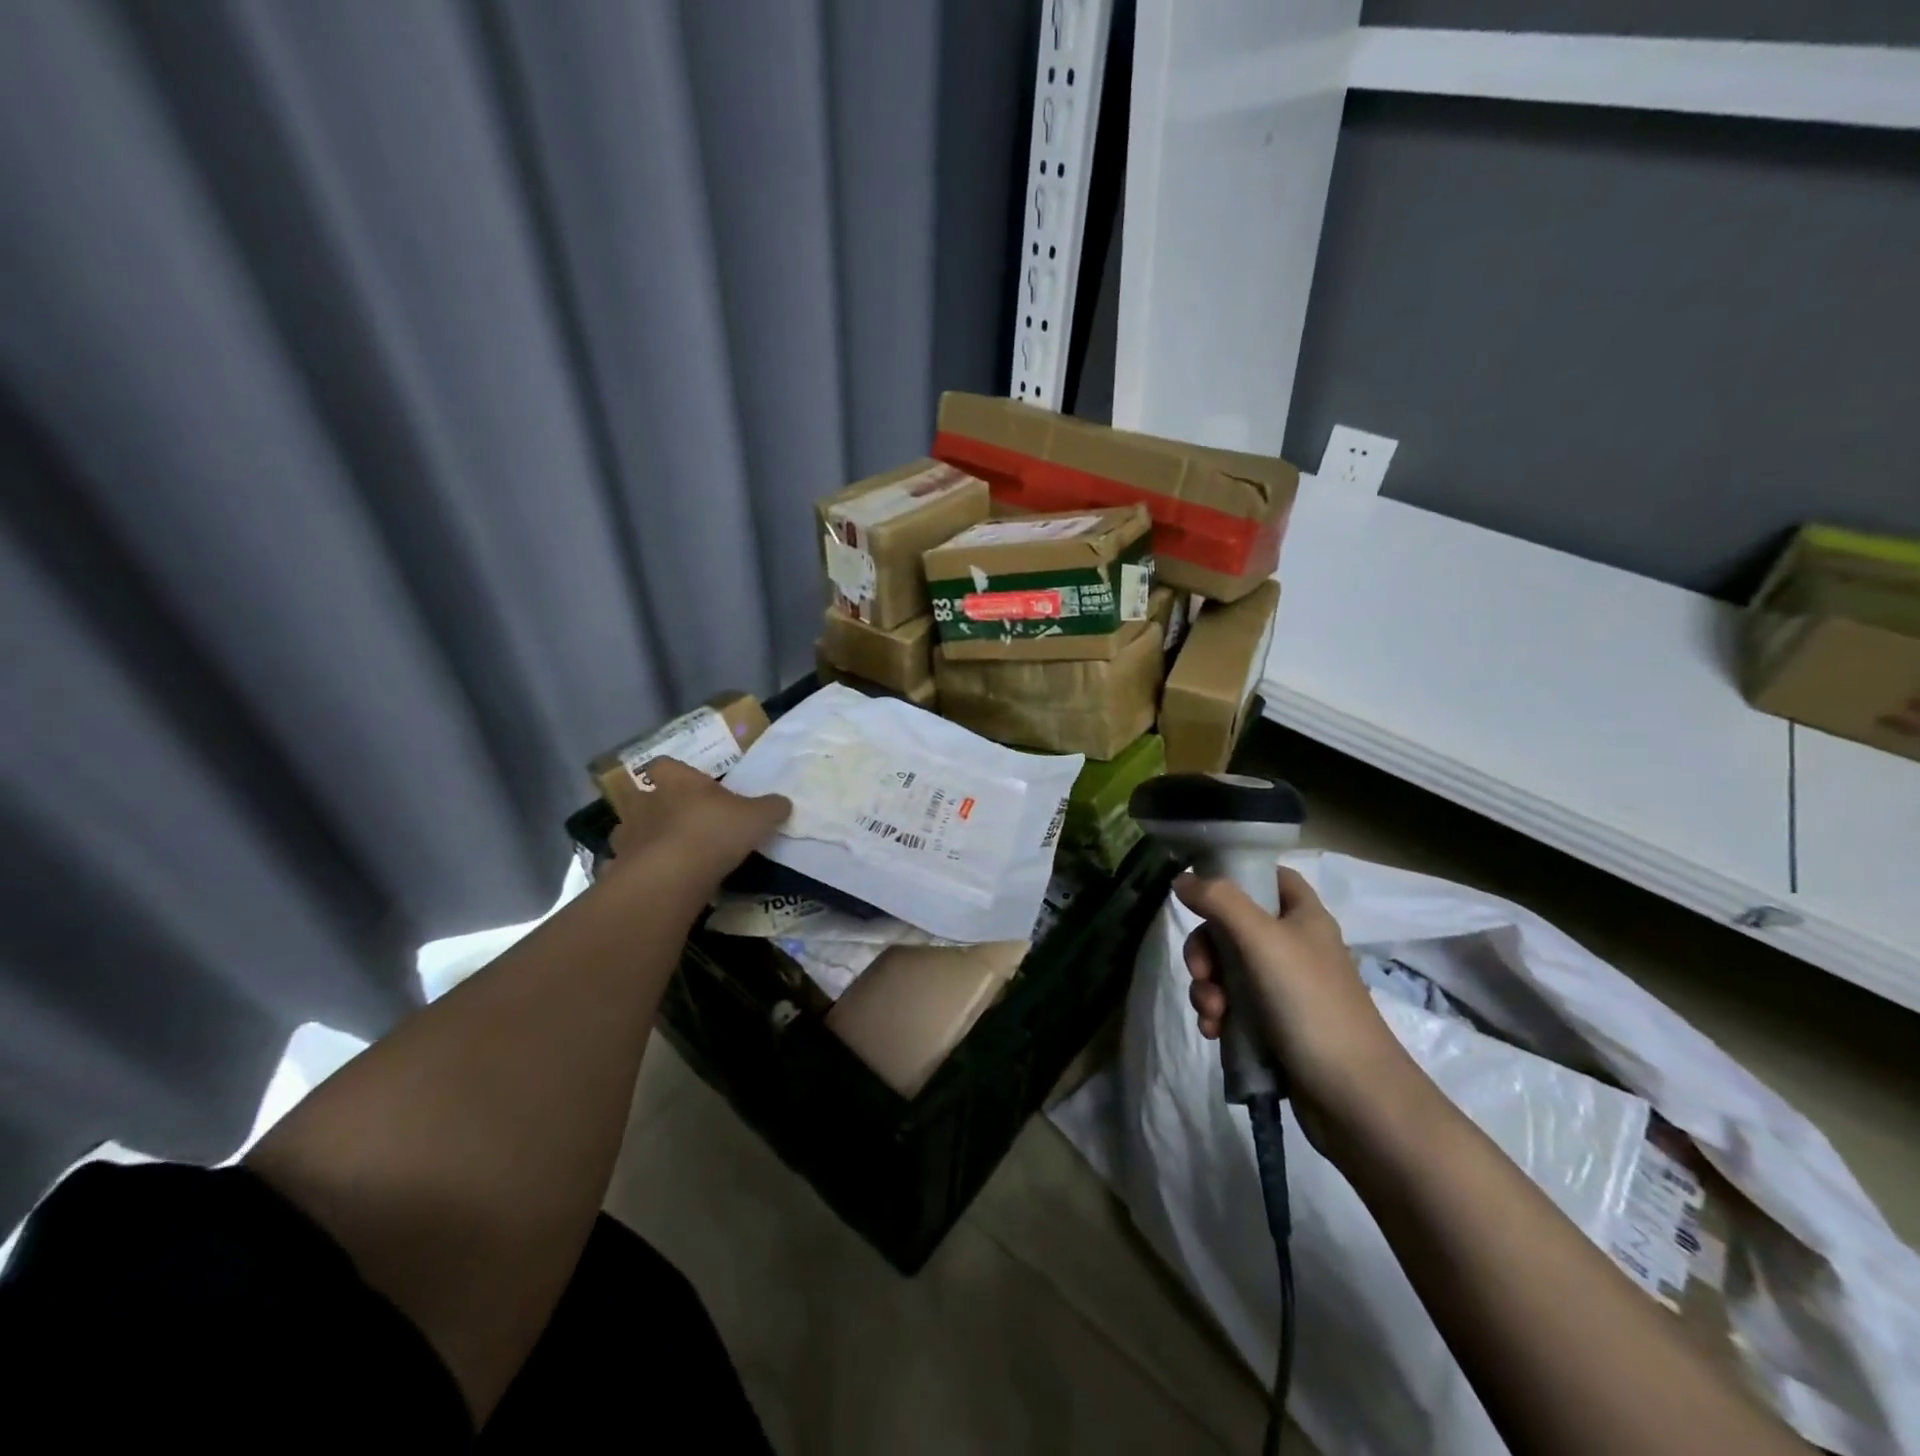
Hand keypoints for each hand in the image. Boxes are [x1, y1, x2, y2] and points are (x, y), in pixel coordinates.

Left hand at [603, 756, 790, 893]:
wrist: (671, 876)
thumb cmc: (715, 832)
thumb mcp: (757, 817)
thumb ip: (770, 808)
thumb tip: (783, 803)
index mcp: (677, 781)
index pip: (665, 764)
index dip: (675, 773)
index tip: (688, 785)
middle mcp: (646, 802)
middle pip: (640, 796)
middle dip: (654, 807)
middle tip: (677, 821)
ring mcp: (627, 835)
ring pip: (629, 830)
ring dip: (642, 838)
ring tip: (665, 854)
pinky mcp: (619, 868)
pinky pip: (624, 865)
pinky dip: (635, 871)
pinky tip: (653, 881)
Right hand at [1174, 866, 1411, 1138]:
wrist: (1354, 1098)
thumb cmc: (1311, 1004)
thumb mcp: (1262, 941)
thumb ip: (1219, 901)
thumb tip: (1181, 879)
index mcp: (1303, 916)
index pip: (1268, 877)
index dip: (1235, 877)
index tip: (1201, 893)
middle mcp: (1294, 946)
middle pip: (1233, 925)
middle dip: (1206, 949)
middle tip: (1202, 972)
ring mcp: (1284, 988)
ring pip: (1227, 968)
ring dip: (1207, 987)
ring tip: (1212, 1014)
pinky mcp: (1274, 1025)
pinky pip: (1232, 1006)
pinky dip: (1217, 1014)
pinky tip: (1214, 1032)